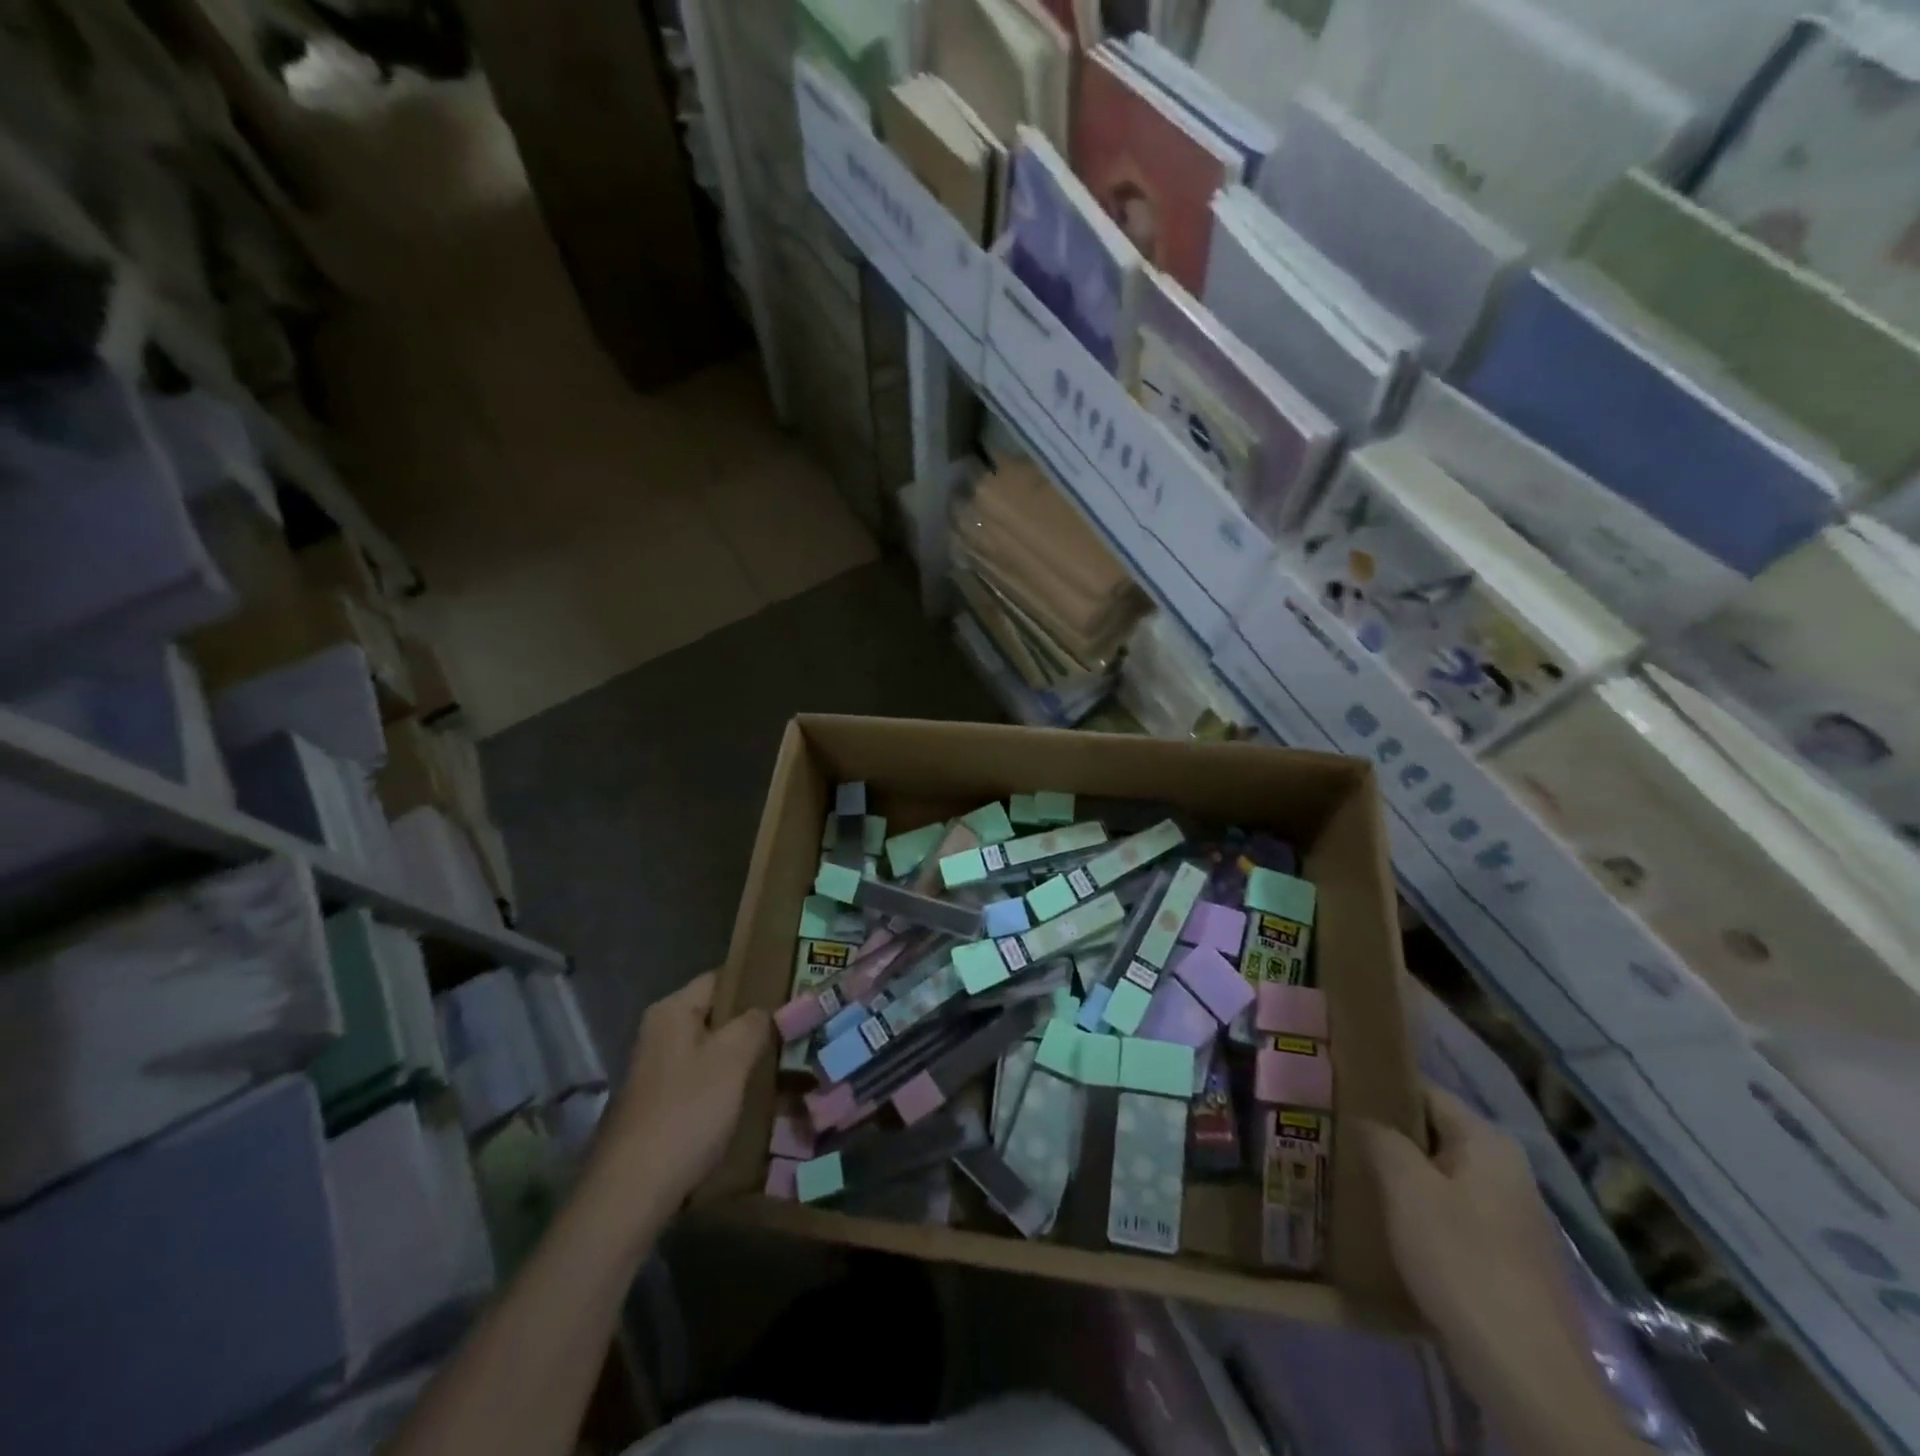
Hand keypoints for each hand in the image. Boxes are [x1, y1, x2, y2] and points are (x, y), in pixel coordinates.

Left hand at [592, 972, 770, 1217]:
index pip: (721, 978)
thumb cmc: (686, 1112)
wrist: (632, 1192)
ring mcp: (656, 1072)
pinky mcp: (658, 1106)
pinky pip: (701, 1081)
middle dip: (752, 1024)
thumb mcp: (731, 1059)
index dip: (756, 983)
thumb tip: (765, 1010)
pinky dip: (725, 1086)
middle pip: (716, 1015)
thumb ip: (754, 1024)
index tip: (792, 994)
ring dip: (742, 1057)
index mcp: (671, 1011)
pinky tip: (751, 1099)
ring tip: (782, 1063)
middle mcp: (659, 1033)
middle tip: (794, 1031)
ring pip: (711, 1051)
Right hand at [1364, 1087, 1634, 1455]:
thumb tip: (1364, 1118)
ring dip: (1399, 1177)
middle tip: (1333, 1135)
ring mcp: (1510, 1217)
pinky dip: (1419, 1213)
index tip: (1335, 1093)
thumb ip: (1380, 1139)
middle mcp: (1506, 1170)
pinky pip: (1451, 1215)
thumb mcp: (1407, 1188)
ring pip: (1439, 1177)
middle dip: (1385, 1136)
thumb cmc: (1462, 1262)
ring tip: (1349, 1176)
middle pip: (1432, 1134)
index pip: (1424, 1091)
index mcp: (1487, 1142)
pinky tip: (1385, 1225)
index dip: (1379, 1089)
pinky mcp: (1506, 1259)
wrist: (1528, 1375)